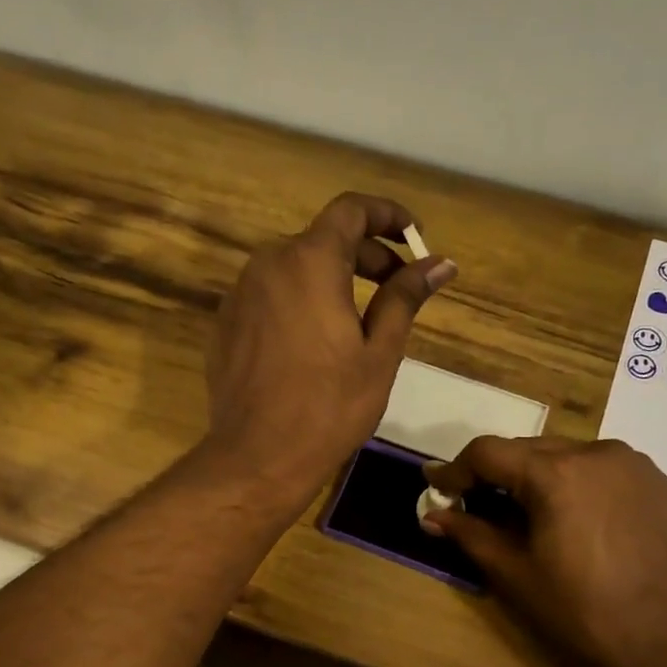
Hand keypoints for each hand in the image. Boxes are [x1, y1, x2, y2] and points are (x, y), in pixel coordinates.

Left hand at [204, 192, 455, 503]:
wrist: (258, 456)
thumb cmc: (329, 406)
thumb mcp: (379, 352)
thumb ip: (405, 297)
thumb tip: (440, 263)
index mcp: (309, 262)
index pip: (351, 210)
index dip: (387, 215)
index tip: (414, 237)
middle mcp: (268, 264)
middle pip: (322, 238)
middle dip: (365, 254)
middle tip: (397, 285)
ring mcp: (240, 294)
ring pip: (293, 267)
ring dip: (331, 278)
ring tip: (360, 318)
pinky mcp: (226, 324)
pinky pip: (270, 296)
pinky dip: (300, 301)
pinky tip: (316, 342)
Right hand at [423, 437, 666, 666]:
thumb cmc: (583, 610)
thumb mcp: (516, 574)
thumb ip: (470, 534)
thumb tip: (432, 514)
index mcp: (555, 473)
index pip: (488, 452)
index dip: (456, 469)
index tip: (438, 488)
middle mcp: (594, 452)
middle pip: (526, 449)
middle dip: (497, 474)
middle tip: (476, 504)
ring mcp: (631, 462)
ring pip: (565, 455)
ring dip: (537, 476)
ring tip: (529, 514)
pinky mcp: (656, 479)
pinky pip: (600, 468)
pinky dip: (576, 482)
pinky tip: (575, 517)